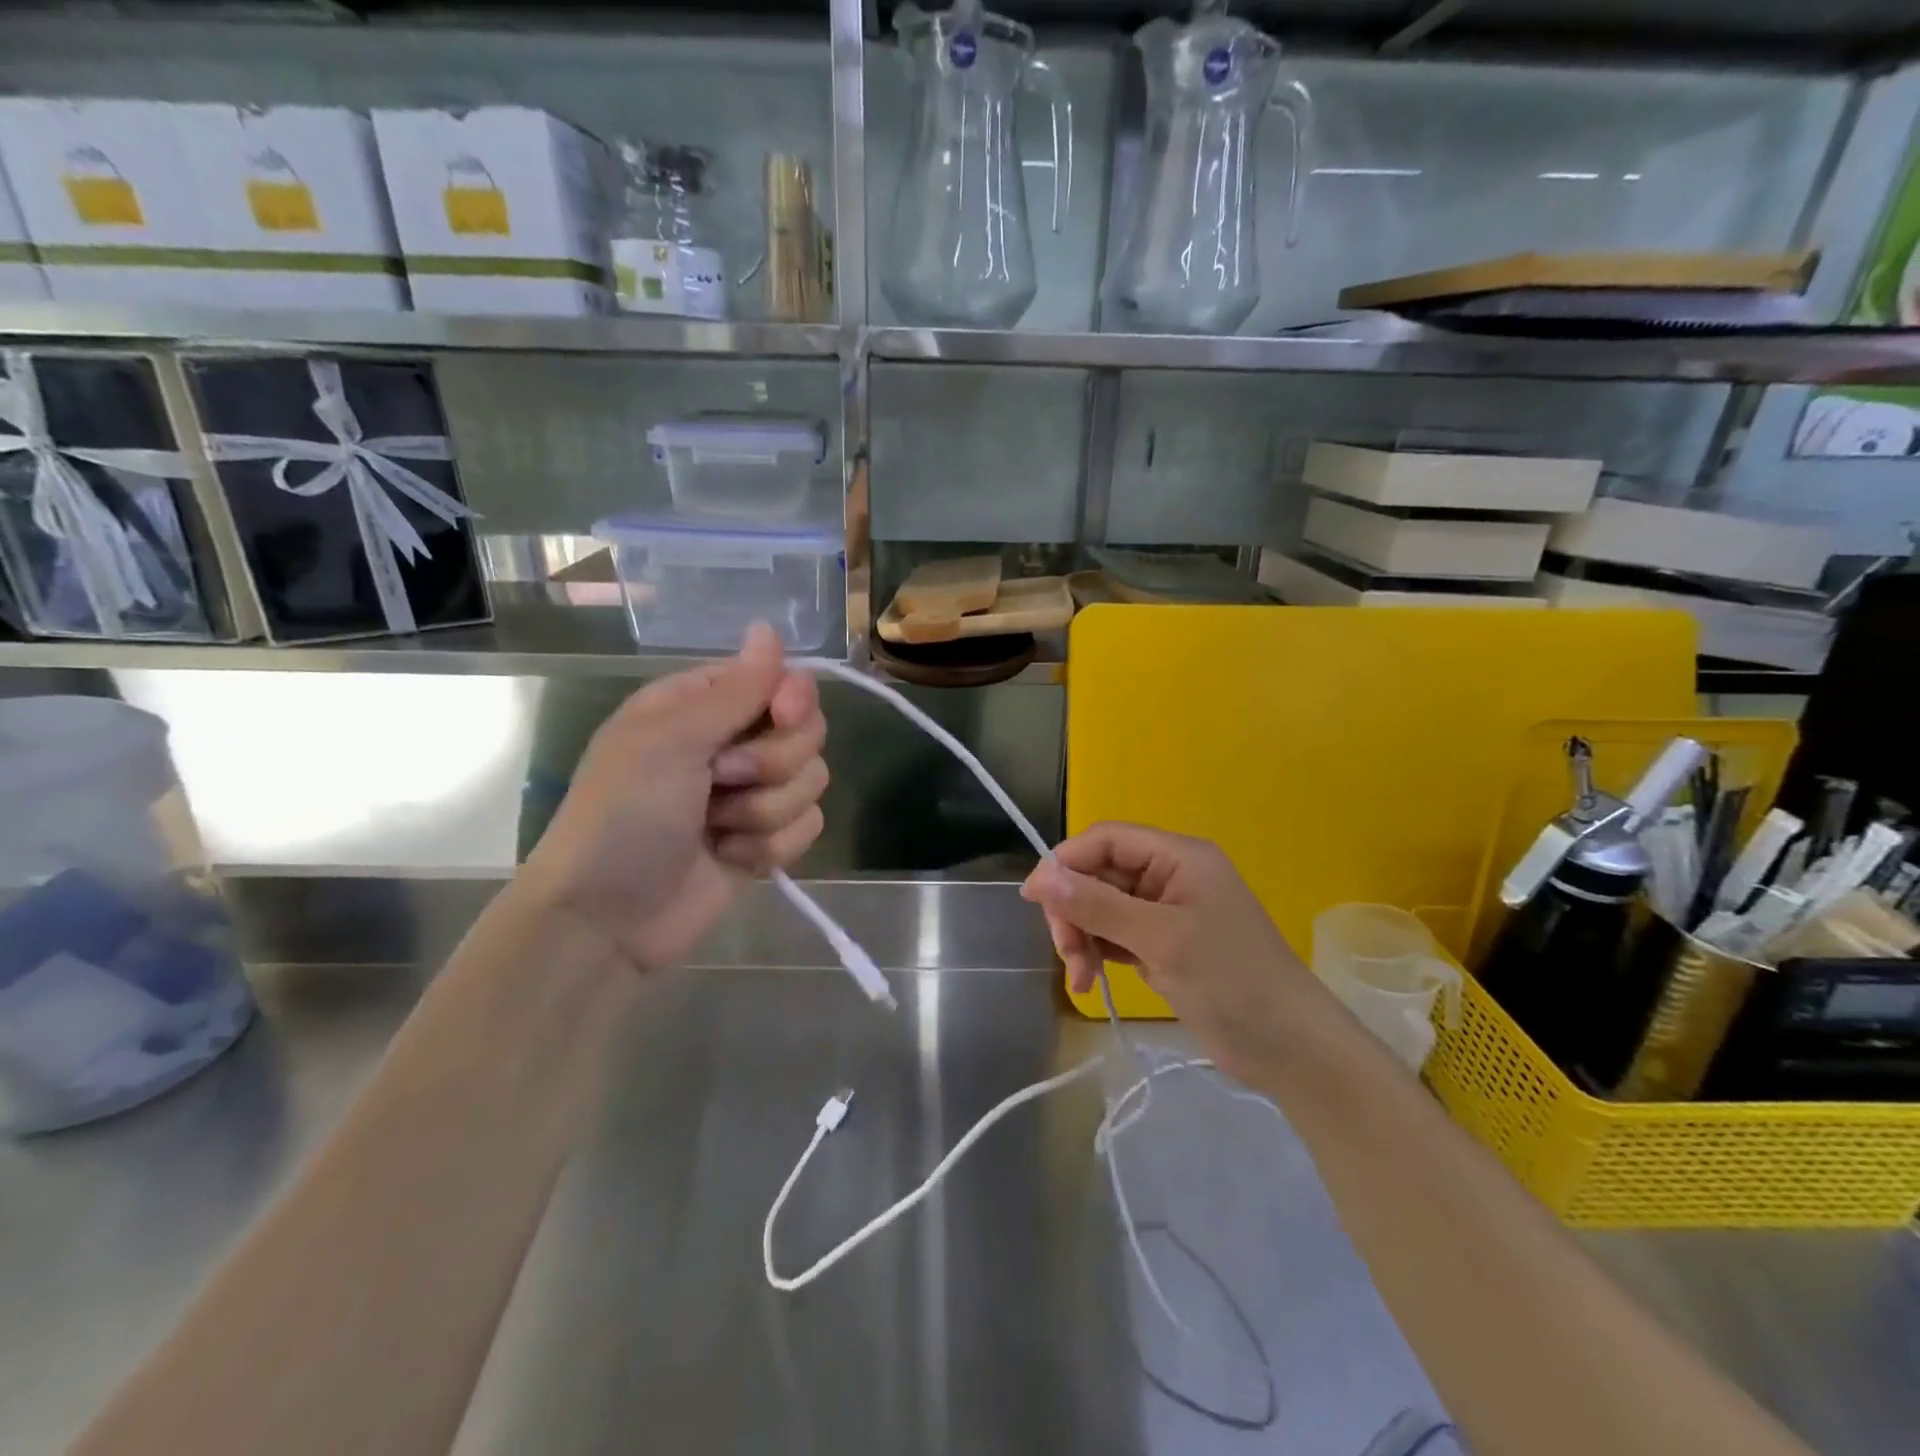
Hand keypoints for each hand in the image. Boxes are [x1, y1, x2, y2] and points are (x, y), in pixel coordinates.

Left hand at [522, 624, 827, 970]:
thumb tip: (770, 629)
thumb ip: (733, 689)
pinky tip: (731, 857)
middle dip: (772, 763)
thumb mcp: (670, 740)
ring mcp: (752, 794)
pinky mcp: (766, 839)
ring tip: (717, 828)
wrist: (609, 917)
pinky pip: (808, 827)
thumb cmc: (625, 815)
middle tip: (722, 780)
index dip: (793, 698)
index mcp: (702, 706)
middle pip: (807, 731)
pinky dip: (771, 846)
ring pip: (812, 781)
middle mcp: (732, 743)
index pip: (780, 680)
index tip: (782, 716)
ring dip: (765, 811)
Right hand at [1021, 823, 1337, 1084]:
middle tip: (1066, 951)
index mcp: (1178, 857)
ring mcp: (1166, 913)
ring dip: (1082, 937)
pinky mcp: (1163, 946)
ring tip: (1082, 978)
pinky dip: (1097, 953)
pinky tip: (1091, 981)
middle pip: (1100, 874)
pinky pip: (1115, 936)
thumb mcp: (1161, 939)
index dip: (1066, 862)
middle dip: (1075, 910)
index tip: (1034, 899)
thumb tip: (1040, 878)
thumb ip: (1098, 905)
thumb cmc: (1232, 980)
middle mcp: (1170, 876)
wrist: (1291, 1049)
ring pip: (1102, 907)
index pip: (1106, 839)